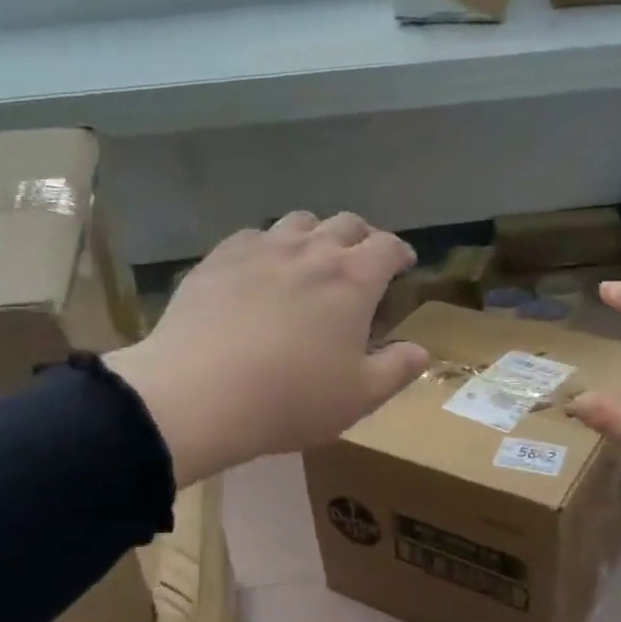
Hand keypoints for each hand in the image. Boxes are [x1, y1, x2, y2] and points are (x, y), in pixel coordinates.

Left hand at [104, 212, 429, 483]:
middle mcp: (310, 252)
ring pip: (299, 222)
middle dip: (362, 238)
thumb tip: (421, 350)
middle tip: (362, 261)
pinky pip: (253, 236)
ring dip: (316, 234)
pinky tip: (261, 269)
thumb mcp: (359, 397)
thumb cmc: (291, 399)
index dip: (399, 253)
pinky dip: (269, 246)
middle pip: (346, 224)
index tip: (402, 265)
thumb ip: (397, 369)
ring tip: (312, 259)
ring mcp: (260, 250)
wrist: (199, 395)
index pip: (387, 247)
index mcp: (353, 280)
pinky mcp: (218, 258)